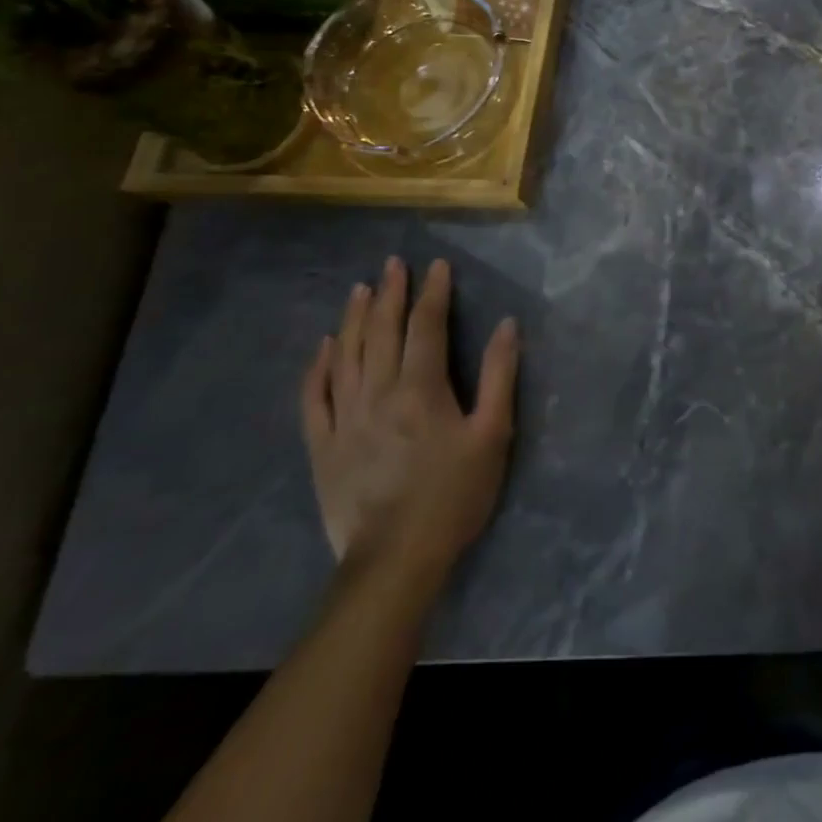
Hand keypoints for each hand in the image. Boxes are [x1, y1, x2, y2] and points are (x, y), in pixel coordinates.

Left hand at [300, 257, 518, 586]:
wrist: (395, 558)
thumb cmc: (455, 494)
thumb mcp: (492, 434)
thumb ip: (498, 376)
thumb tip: (506, 325)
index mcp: (422, 389)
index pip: (426, 326)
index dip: (432, 292)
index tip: (436, 265)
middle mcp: (378, 393)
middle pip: (381, 332)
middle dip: (389, 294)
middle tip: (392, 263)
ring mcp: (344, 419)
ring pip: (346, 356)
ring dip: (353, 318)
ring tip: (359, 289)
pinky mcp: (322, 446)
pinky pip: (315, 396)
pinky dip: (318, 367)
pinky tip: (324, 347)